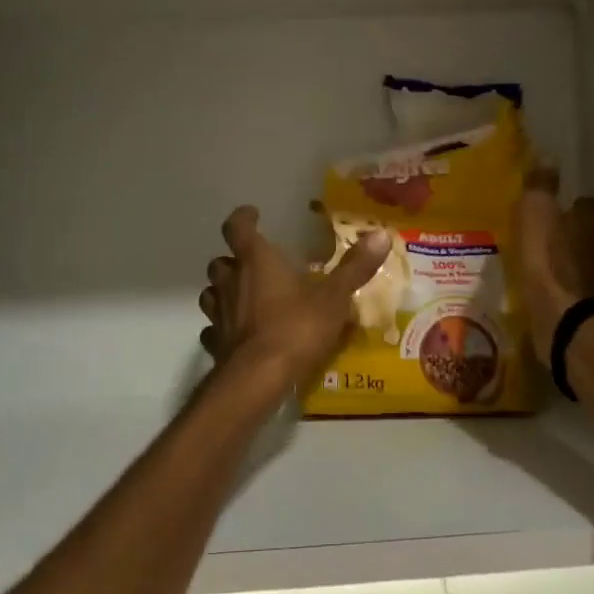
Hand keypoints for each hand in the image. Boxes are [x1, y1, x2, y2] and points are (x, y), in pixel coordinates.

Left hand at [199, 206, 388, 381]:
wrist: (258, 379)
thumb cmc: (296, 329)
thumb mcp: (334, 298)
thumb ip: (355, 267)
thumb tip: (381, 234)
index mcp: (256, 261)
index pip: (237, 228)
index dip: (243, 218)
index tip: (252, 214)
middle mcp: (231, 283)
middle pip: (220, 262)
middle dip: (233, 260)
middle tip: (252, 264)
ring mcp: (218, 314)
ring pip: (211, 294)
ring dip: (223, 291)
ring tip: (243, 297)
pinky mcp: (215, 344)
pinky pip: (213, 329)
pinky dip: (222, 327)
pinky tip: (237, 335)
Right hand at [512, 169, 593, 354]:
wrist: (563, 319)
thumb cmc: (548, 260)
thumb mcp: (536, 214)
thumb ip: (541, 186)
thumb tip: (548, 157)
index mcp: (593, 221)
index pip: (588, 204)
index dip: (571, 205)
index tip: (554, 209)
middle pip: (590, 233)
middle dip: (572, 234)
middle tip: (546, 237)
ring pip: (586, 262)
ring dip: (570, 262)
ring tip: (544, 265)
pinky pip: (579, 289)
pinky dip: (567, 287)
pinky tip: (549, 291)